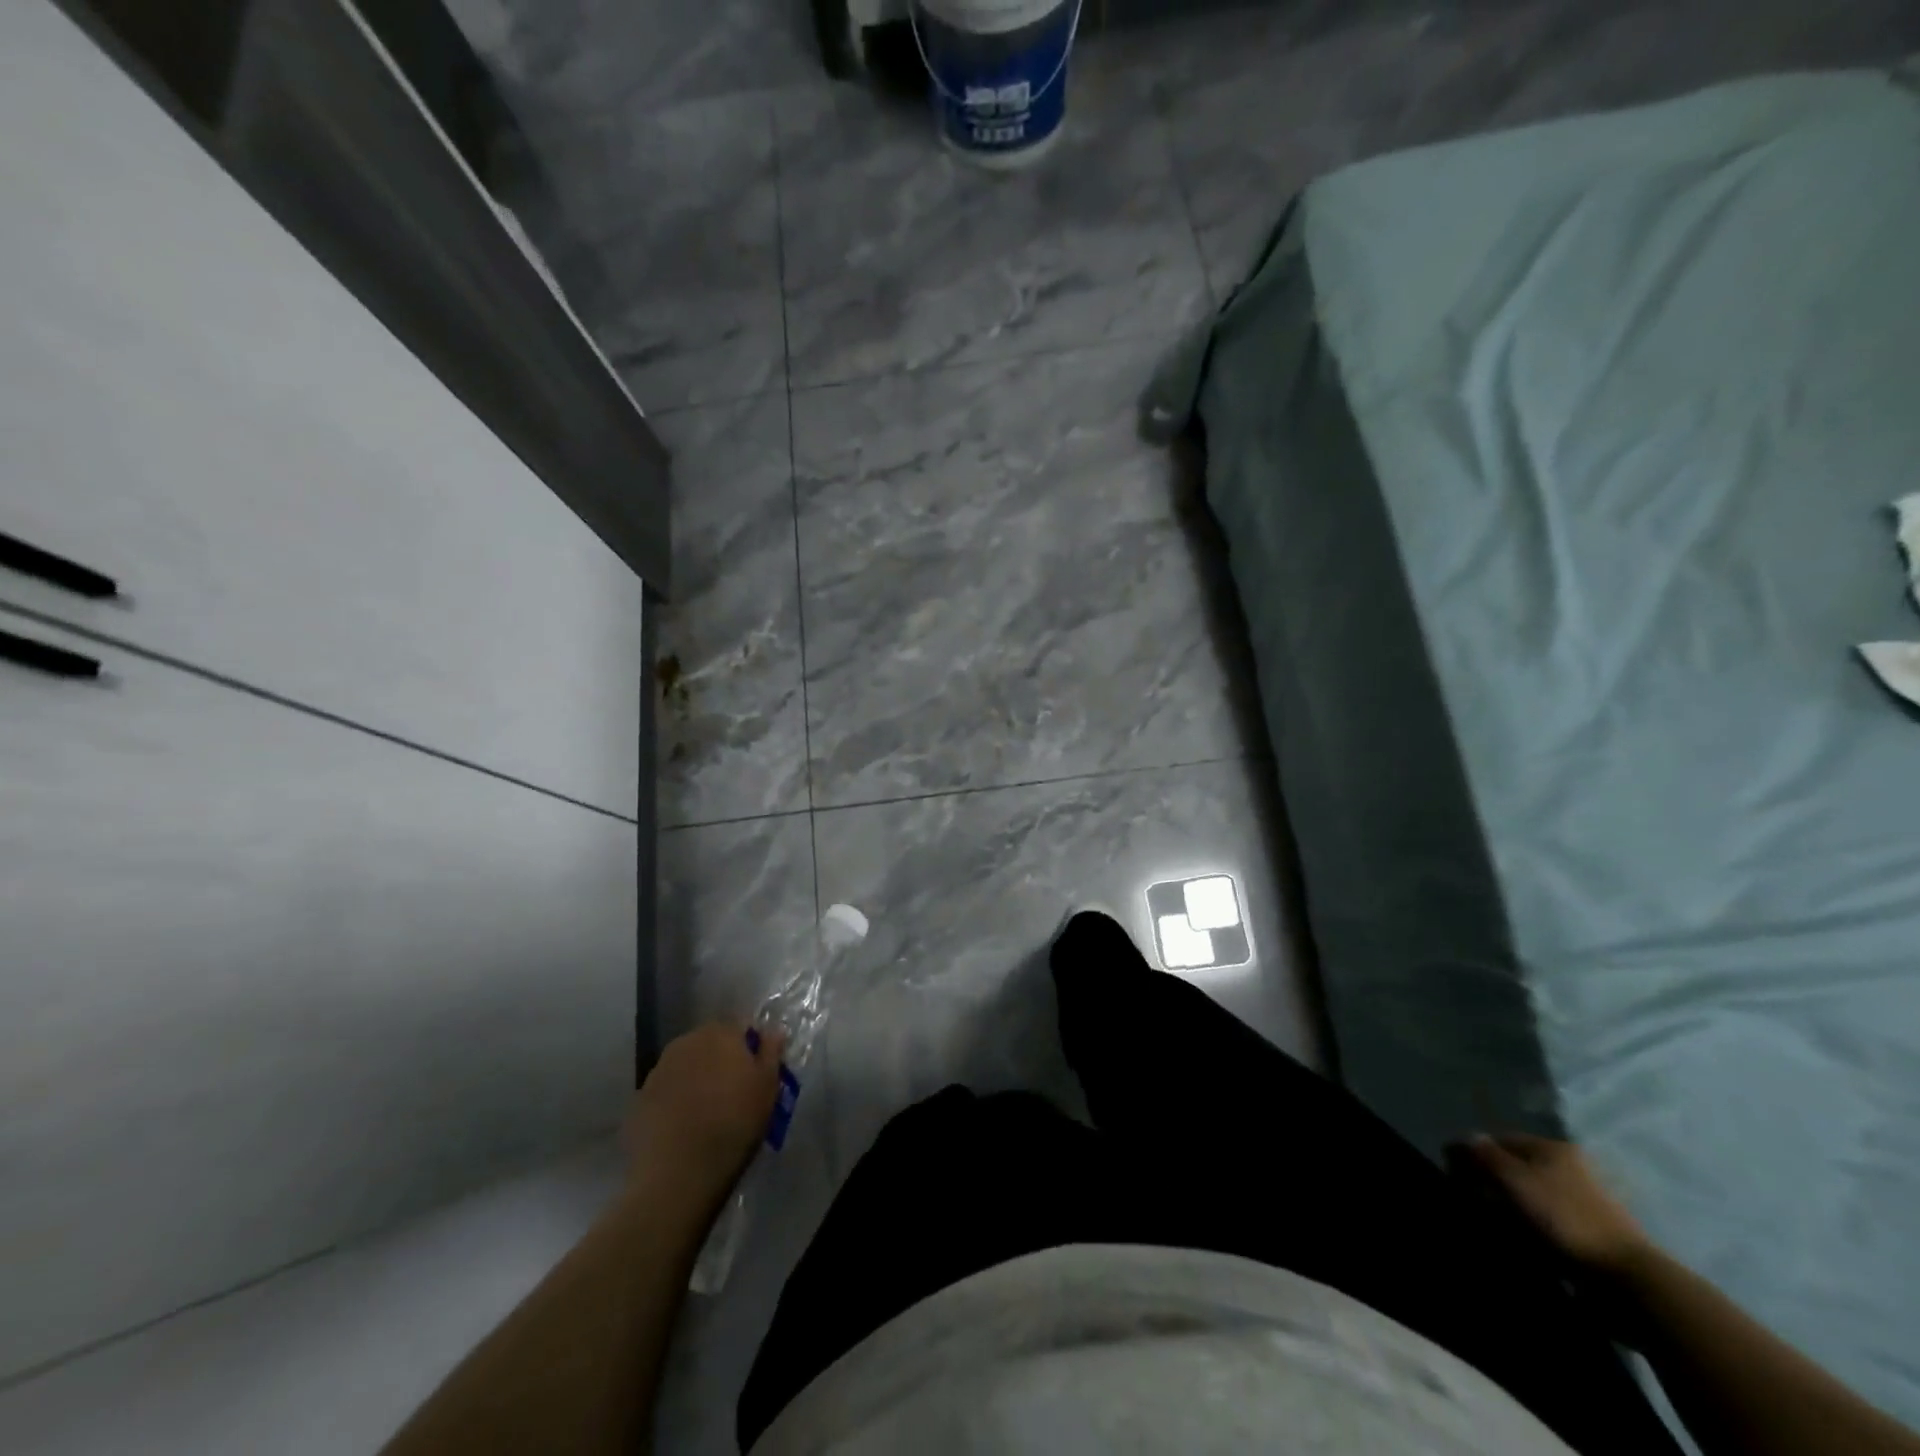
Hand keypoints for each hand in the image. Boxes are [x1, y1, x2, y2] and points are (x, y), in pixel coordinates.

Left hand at [623, 1023, 786, 1200]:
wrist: (678, 1173)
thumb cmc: (734, 1123)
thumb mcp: (767, 1087)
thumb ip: (771, 1052)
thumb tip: (773, 1029)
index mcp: (720, 1033)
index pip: (741, 1027)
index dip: (751, 1048)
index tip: (756, 1072)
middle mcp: (686, 1041)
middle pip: (710, 1043)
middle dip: (721, 1059)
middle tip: (733, 1091)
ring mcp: (659, 1069)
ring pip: (686, 1065)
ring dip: (697, 1078)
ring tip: (707, 1110)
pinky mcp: (639, 1098)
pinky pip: (667, 1090)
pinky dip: (676, 1099)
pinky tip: (684, 1125)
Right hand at [1466, 1133, 1652, 1275]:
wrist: (1627, 1278)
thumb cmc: (1564, 1217)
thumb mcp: (1513, 1177)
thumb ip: (1482, 1153)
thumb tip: (1464, 1139)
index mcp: (1552, 1148)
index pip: (1498, 1139)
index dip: (1472, 1153)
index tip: (1455, 1177)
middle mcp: (1567, 1168)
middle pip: (1513, 1168)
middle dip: (1490, 1184)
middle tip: (1474, 1204)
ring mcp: (1580, 1202)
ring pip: (1527, 1198)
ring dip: (1507, 1210)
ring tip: (1495, 1228)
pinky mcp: (1587, 1234)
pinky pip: (1544, 1224)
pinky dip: (1527, 1230)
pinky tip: (1520, 1243)